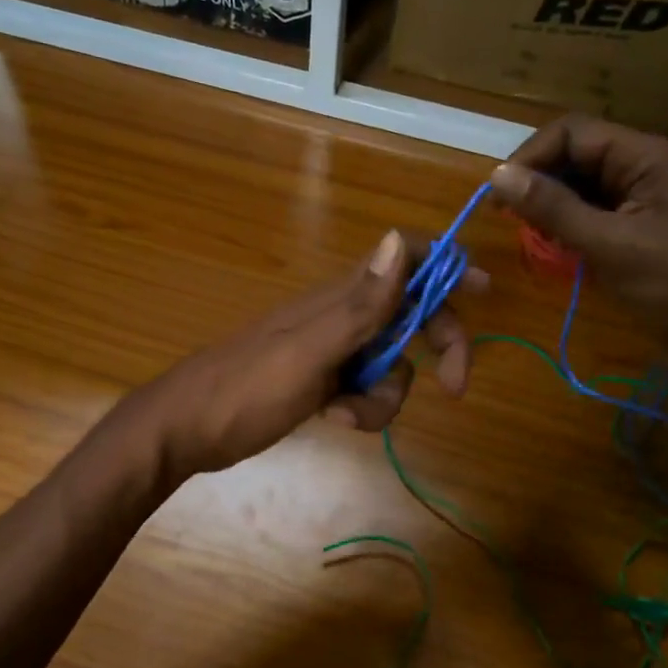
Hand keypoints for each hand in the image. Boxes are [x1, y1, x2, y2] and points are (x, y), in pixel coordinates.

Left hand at [135, 229, 484, 477]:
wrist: (186, 430)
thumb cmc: (245, 389)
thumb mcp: (309, 351)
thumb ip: (360, 304)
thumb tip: (399, 237)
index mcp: (340, 298)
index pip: (403, 259)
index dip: (444, 266)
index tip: (481, 290)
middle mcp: (342, 317)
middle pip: (411, 315)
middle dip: (437, 346)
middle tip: (454, 385)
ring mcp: (331, 350)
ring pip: (391, 363)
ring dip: (386, 395)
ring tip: (346, 413)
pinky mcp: (321, 382)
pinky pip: (365, 389)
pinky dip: (362, 408)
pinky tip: (335, 419)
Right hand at [489, 116, 667, 407]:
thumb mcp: (608, 244)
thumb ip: (553, 208)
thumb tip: (497, 176)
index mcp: (649, 157)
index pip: (574, 132)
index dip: (532, 155)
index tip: (501, 194)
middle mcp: (646, 166)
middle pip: (576, 154)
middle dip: (540, 181)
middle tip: (512, 219)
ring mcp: (643, 195)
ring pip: (580, 183)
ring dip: (551, 204)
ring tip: (534, 235)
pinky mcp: (638, 222)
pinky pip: (592, 208)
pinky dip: (568, 222)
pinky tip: (557, 245)